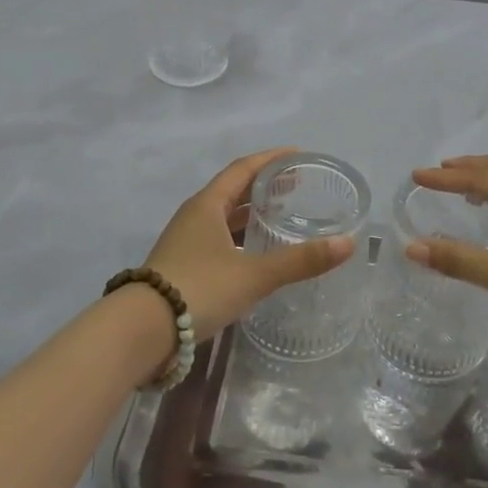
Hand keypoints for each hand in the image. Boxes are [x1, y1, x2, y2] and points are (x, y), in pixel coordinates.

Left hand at [144, 149, 355, 342]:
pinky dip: (240, 238)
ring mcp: (184, 242)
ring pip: (224, 217)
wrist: (140, 332)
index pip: (243, 169)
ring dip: (251, 213)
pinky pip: (217, 239)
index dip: (271, 159)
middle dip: (264, 186)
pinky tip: (254, 255)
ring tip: (280, 217)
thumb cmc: (198, 289)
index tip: (298, 155)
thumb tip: (348, 244)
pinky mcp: (181, 266)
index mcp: (208, 205)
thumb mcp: (254, 275)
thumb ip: (300, 261)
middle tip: (296, 186)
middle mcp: (194, 216)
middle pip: (233, 191)